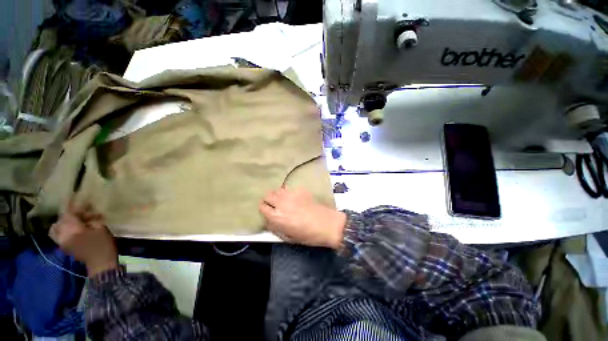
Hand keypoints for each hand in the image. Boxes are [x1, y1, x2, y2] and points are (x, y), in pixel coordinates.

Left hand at [49, 201, 117, 276]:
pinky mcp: (64, 247)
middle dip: (69, 216)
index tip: (85, 204)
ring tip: (75, 222)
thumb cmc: (103, 244)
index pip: (68, 214)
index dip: (76, 207)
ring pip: (56, 229)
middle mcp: (62, 235)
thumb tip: (87, 216)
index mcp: (72, 229)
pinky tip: (74, 230)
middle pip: (59, 221)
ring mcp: (61, 242)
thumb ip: (90, 220)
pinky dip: (64, 231)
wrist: (100, 264)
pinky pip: (59, 236)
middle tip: (81, 214)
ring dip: (64, 224)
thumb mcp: (101, 229)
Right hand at [259, 187, 345, 248]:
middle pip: (267, 195)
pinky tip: (295, 199)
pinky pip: (289, 189)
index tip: (267, 211)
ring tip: (284, 201)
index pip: (262, 207)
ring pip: (278, 190)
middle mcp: (281, 202)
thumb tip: (269, 220)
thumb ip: (275, 227)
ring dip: (278, 195)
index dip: (263, 209)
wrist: (327, 224)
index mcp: (276, 216)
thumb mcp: (288, 237)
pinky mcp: (300, 190)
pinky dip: (288, 193)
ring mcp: (291, 194)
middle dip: (268, 200)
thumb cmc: (308, 235)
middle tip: (274, 206)